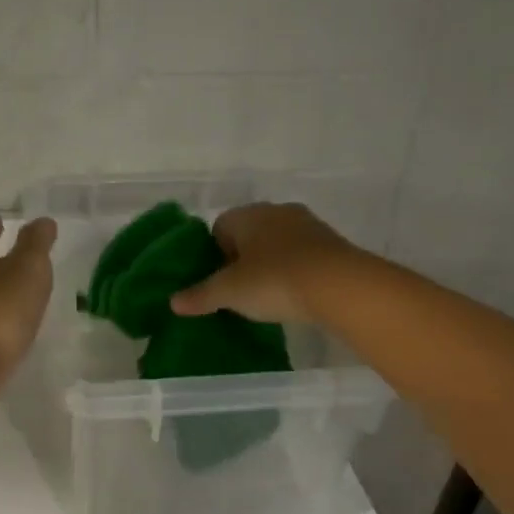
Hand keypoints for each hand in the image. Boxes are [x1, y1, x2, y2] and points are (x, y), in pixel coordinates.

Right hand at [170, 202, 356, 323]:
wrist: (340, 286)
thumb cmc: (274, 281)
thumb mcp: (229, 293)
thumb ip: (200, 296)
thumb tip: (173, 302)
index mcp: (248, 215)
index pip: (219, 227)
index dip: (213, 253)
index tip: (216, 279)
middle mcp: (277, 211)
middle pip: (249, 234)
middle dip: (241, 259)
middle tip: (237, 290)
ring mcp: (308, 225)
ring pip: (277, 243)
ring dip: (269, 264)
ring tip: (266, 295)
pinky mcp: (332, 244)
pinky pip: (302, 255)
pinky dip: (293, 271)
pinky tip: (293, 295)